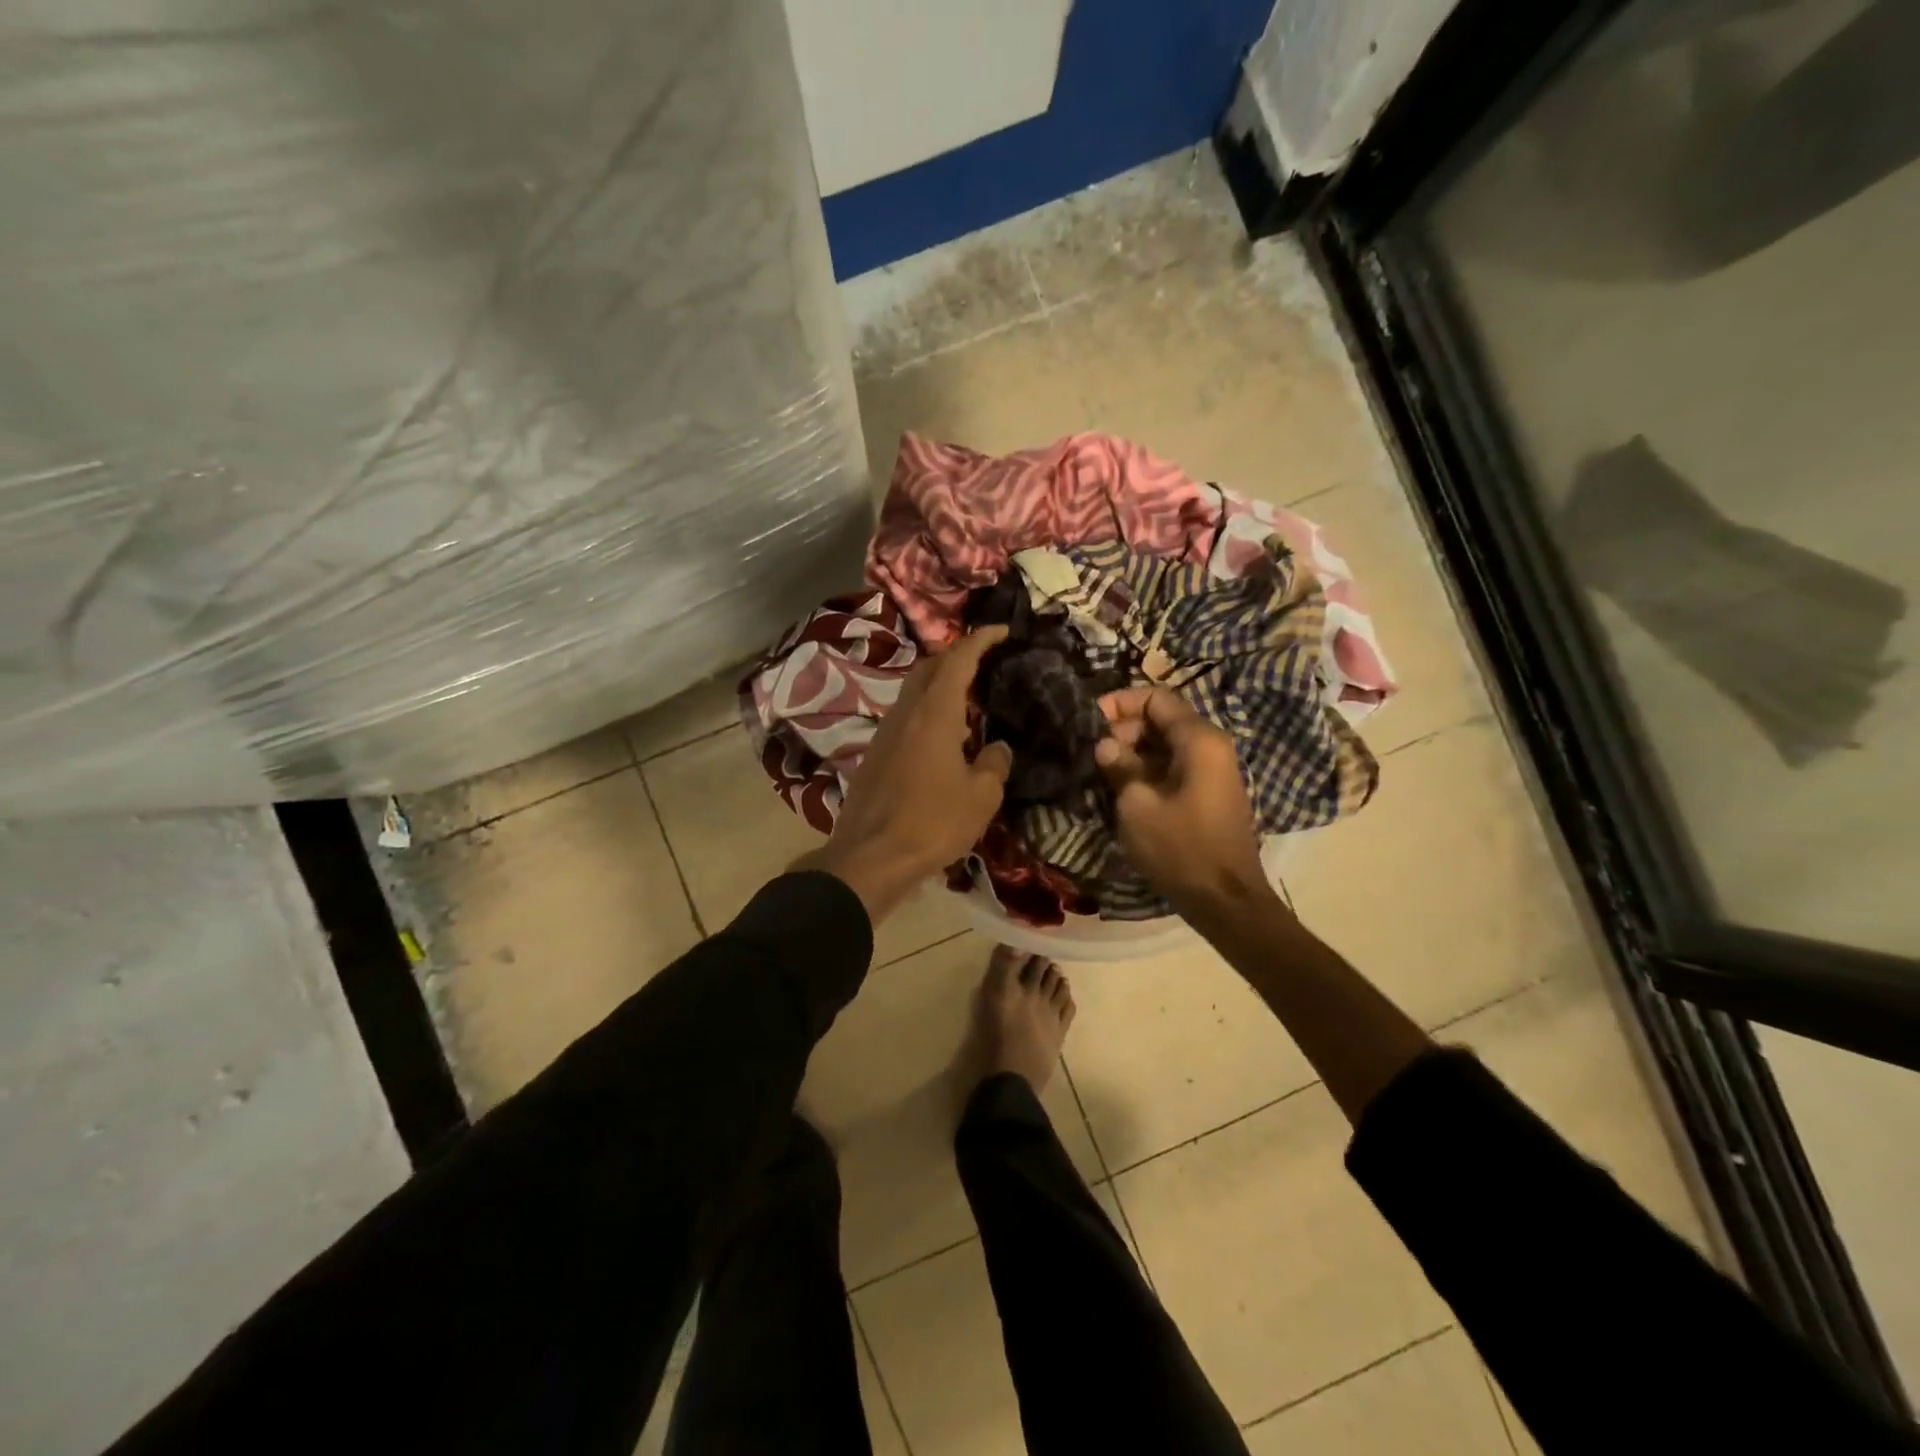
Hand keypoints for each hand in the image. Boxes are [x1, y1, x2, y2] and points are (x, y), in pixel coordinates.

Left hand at [796, 627, 1013, 923]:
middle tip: (983, 661)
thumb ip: (994, 765)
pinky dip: (926, 713)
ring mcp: (884, 734)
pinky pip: (904, 719)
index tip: (1001, 630)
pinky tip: (942, 738)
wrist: (870, 858)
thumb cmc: (932, 823)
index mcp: (934, 713)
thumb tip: (998, 749)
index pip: (957, 660)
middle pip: (928, 668)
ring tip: (967, 700)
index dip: (979, 640)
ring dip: (938, 686)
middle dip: (955, 656)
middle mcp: (905, 714)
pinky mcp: (874, 756)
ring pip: (912, 693)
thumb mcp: (981, 797)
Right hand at [1094, 686, 1273, 917]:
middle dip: (1125, 728)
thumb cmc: (1180, 848)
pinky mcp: (1209, 792)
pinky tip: (1123, 787)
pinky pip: (1175, 765)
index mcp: (1199, 739)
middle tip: (1094, 752)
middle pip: (1163, 719)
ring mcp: (1213, 770)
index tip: (1090, 720)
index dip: (1120, 702)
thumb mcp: (1137, 805)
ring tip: (1102, 770)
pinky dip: (1149, 768)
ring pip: (1167, 744)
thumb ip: (1120, 765)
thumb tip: (1104, 744)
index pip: (1157, 697)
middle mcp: (1211, 745)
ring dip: (1134, 750)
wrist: (1224, 899)